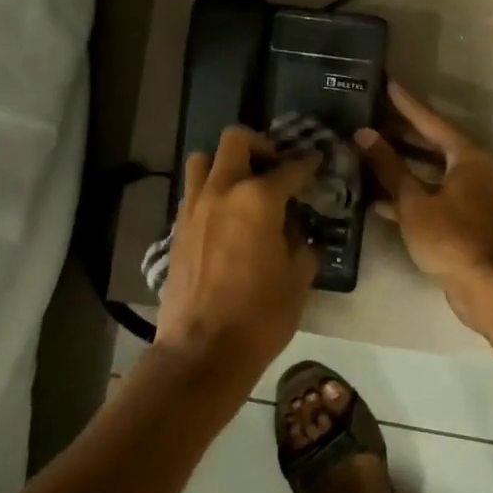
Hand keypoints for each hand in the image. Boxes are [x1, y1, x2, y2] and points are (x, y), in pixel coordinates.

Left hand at [156, 127, 320, 386]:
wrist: (202, 351)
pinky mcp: (177, 228)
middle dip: (260, 146)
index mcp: (258, 198)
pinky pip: (193, 192)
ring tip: (243, 187)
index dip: (307, 164)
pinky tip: (226, 217)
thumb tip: (293, 227)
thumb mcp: (299, 276)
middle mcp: (222, 191)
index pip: (289, 168)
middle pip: (236, 140)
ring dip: (226, 164)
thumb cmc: (261, 315)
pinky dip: (210, 192)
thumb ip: (300, 240)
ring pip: (204, 160)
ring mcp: (194, 207)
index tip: (316, 163)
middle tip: (274, 168)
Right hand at [357, 82, 492, 329]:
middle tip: (370, 118)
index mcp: (466, 156)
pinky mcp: (461, 219)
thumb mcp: (414, 201)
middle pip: (430, 144)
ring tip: (366, 153)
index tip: (387, 84)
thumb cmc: (452, 237)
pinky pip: (429, 196)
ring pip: (428, 172)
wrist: (487, 288)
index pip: (431, 121)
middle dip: (399, 134)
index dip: (407, 104)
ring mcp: (468, 196)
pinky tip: (376, 198)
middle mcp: (471, 169)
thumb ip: (388, 167)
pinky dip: (407, 195)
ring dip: (399, 166)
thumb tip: (364, 134)